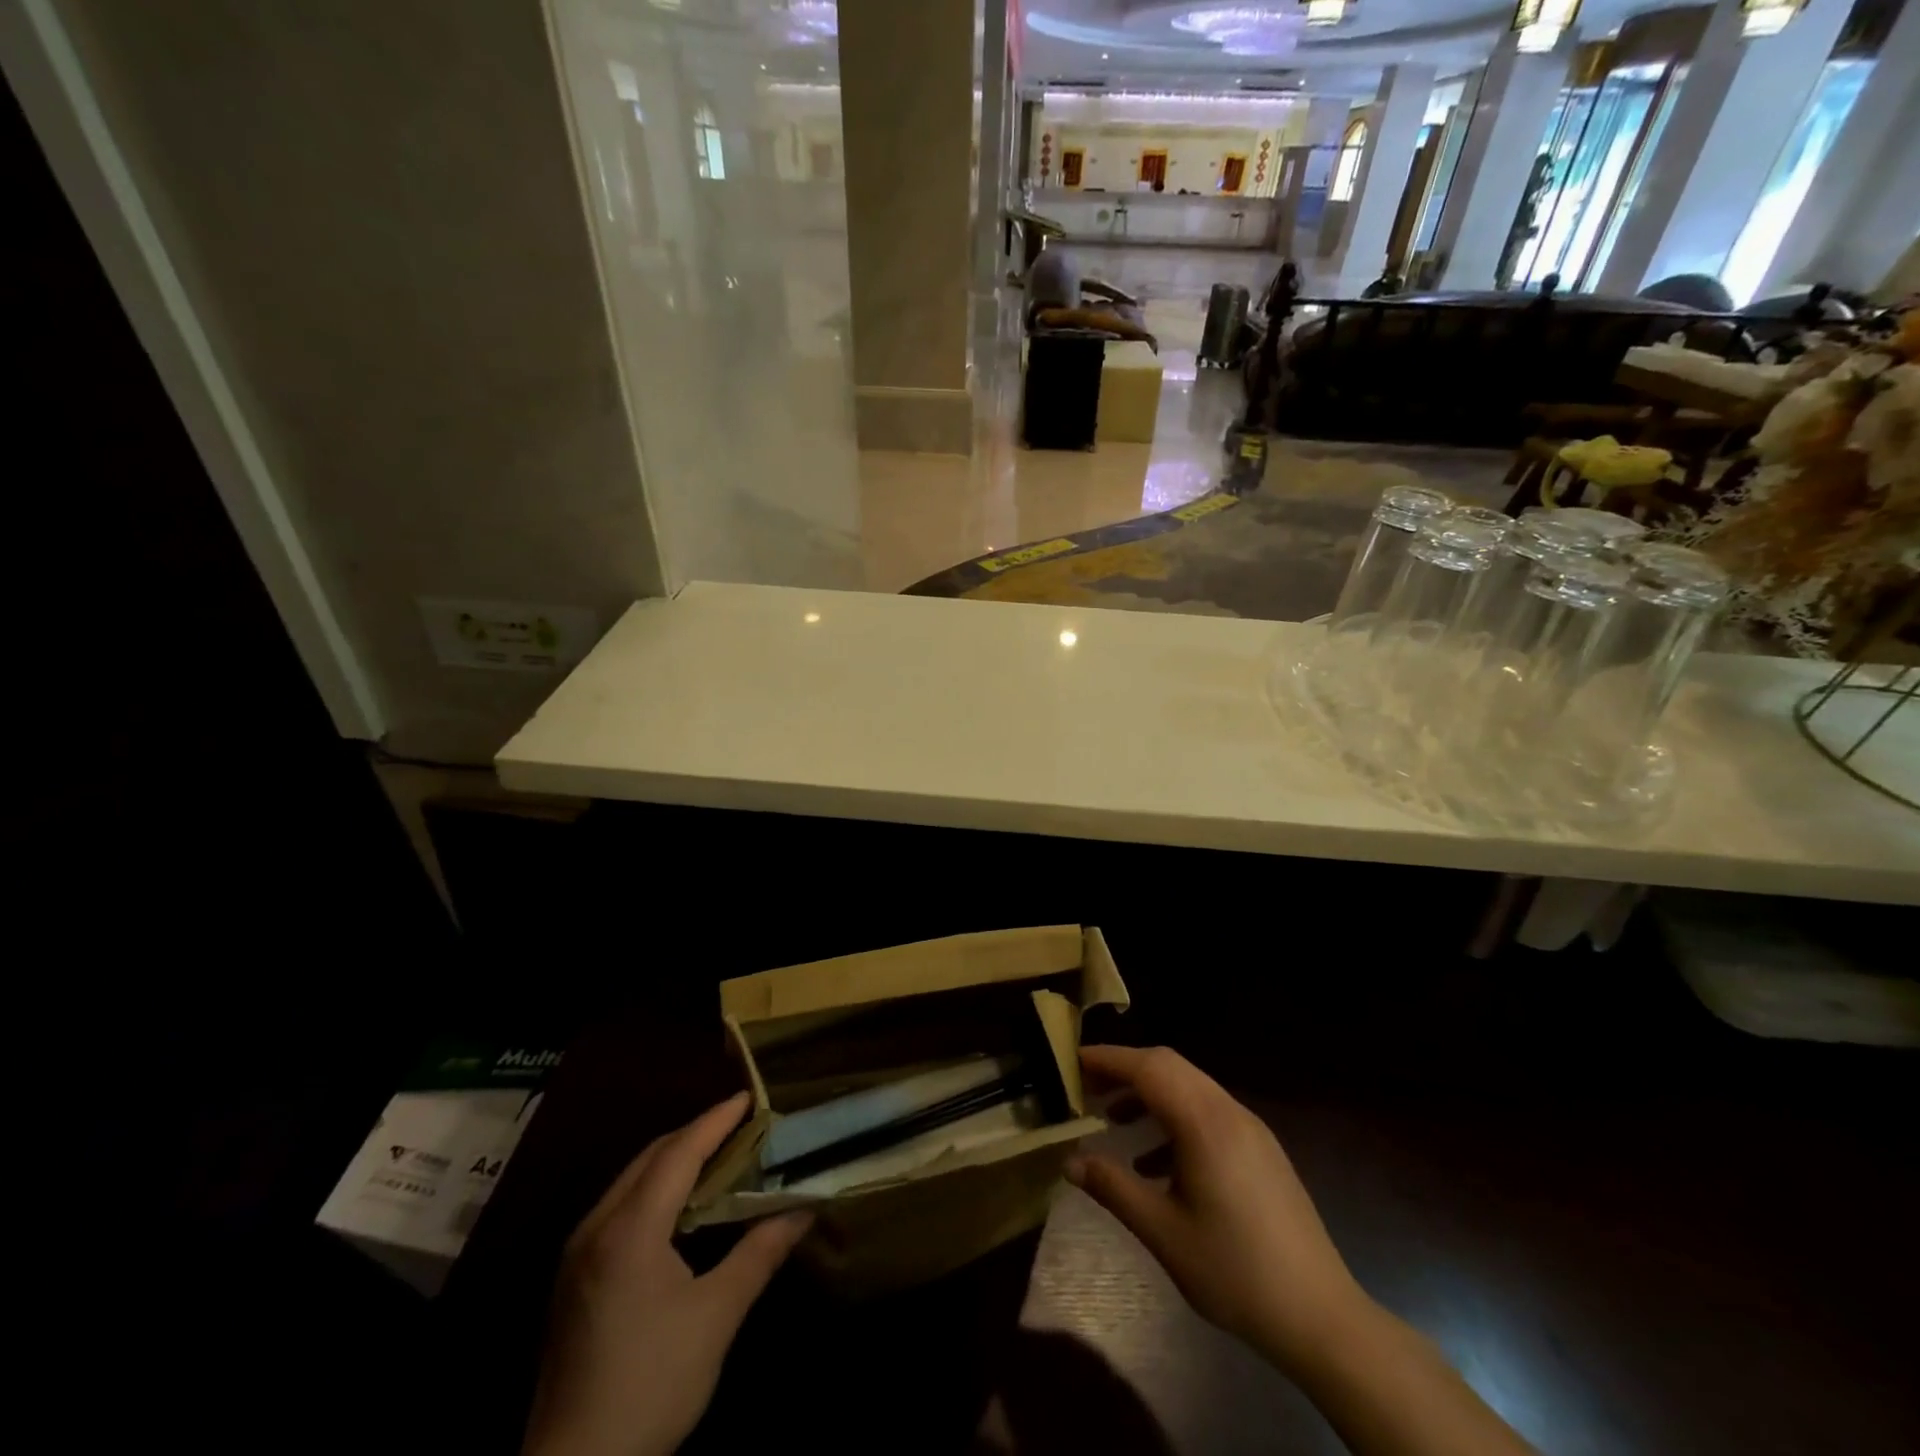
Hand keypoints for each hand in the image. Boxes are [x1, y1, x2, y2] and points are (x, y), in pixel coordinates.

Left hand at [522, 1093, 812, 1455]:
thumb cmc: (651, 1386)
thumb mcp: (716, 1317)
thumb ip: (760, 1253)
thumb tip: (804, 1210)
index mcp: (630, 1230)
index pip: (679, 1153)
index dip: (716, 1121)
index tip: (750, 1097)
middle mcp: (597, 1227)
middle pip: (651, 1158)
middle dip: (696, 1133)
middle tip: (741, 1124)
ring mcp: (578, 1254)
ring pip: (631, 1180)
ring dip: (674, 1159)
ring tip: (719, 1154)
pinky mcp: (573, 1278)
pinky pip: (620, 1206)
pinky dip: (655, 1187)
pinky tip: (681, 1205)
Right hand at [1067, 1046, 1367, 1374]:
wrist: (1320, 1316)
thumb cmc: (1234, 1271)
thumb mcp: (1163, 1233)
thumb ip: (1113, 1188)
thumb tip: (1070, 1161)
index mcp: (1204, 1122)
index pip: (1147, 1067)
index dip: (1107, 1059)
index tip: (1071, 1062)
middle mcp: (1228, 1111)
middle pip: (1168, 1066)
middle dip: (1124, 1070)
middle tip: (1086, 1088)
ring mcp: (1249, 1128)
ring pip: (1188, 1086)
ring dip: (1149, 1094)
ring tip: (1113, 1121)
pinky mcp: (1260, 1149)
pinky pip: (1208, 1112)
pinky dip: (1174, 1118)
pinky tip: (1154, 1162)